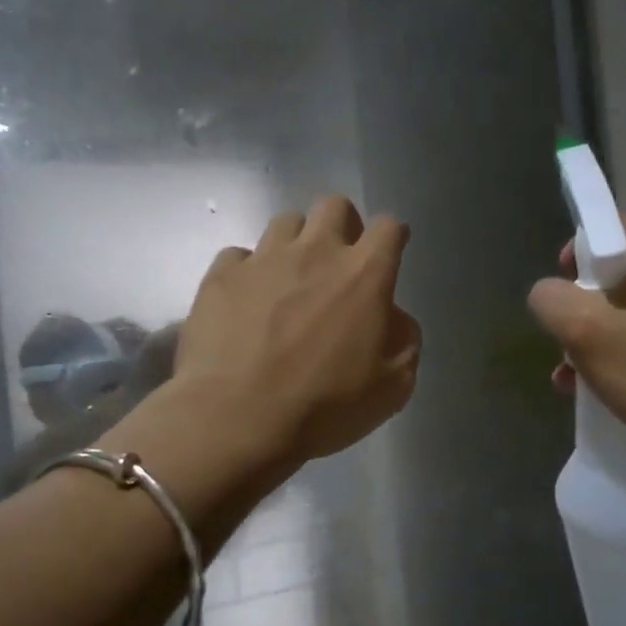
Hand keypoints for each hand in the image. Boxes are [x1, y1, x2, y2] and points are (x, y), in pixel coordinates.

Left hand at [175, 196, 421, 467]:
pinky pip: (239, 255)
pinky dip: (249, 273)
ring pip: (285, 221)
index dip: (392, 238)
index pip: (389, 227)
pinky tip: (246, 302)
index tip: (388, 257)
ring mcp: (263, 259)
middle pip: (334, 206)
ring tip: (289, 281)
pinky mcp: (221, 275)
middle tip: (338, 265)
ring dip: (296, 244)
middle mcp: (315, 252)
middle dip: (343, 226)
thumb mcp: (392, 387)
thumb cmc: (324, 406)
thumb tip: (392, 317)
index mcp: (364, 276)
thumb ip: (404, 340)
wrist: (237, 419)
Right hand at [526, 214, 625, 448]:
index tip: (563, 293)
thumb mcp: (582, 328)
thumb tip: (549, 294)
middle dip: (588, 306)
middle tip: (570, 341)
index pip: (614, 228)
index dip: (578, 256)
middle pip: (625, 272)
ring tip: (578, 375)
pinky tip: (610, 386)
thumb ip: (551, 299)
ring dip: (605, 335)